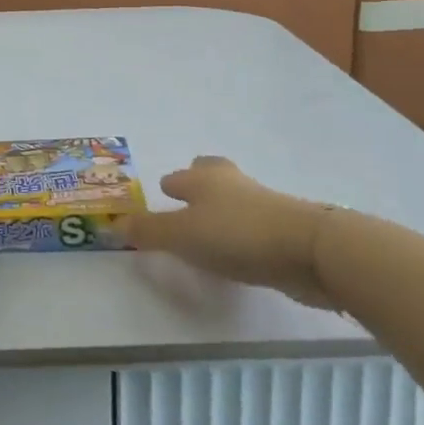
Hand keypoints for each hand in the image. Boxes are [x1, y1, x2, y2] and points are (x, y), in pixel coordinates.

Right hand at [124, 157, 338, 309]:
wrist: (309, 250)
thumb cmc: (237, 235)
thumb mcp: (183, 236)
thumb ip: (149, 232)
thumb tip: (114, 223)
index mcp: (204, 179)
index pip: (179, 177)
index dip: (169, 186)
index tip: (162, 196)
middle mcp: (231, 183)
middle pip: (212, 174)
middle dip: (199, 183)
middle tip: (187, 199)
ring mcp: (262, 203)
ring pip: (234, 198)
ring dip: (221, 208)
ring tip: (209, 229)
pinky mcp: (284, 228)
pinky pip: (253, 223)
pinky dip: (242, 231)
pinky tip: (237, 250)